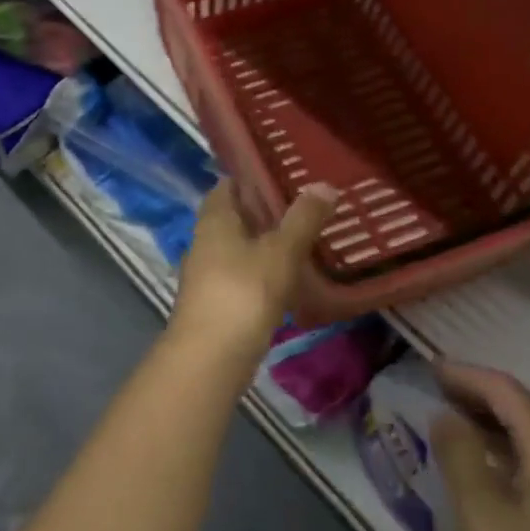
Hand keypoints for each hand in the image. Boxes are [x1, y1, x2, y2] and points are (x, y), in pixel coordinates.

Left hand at [170, 181, 337, 367]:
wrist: (211, 358)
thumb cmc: (244, 292)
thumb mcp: (281, 251)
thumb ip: (303, 218)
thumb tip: (324, 184)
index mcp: (215, 218)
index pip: (230, 183)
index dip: (255, 175)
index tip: (287, 172)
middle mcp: (205, 239)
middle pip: (236, 215)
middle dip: (266, 211)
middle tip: (306, 205)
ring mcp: (207, 272)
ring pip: (239, 246)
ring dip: (266, 242)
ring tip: (305, 239)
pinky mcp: (216, 301)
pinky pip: (242, 274)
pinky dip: (263, 270)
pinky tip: (290, 278)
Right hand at [431, 364, 529, 530]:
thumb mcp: (483, 514)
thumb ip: (459, 455)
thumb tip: (444, 415)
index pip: (506, 392)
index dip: (465, 375)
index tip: (427, 367)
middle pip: (522, 409)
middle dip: (476, 394)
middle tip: (431, 389)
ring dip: (488, 422)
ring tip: (446, 420)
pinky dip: (503, 450)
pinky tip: (479, 466)